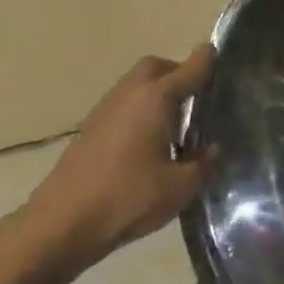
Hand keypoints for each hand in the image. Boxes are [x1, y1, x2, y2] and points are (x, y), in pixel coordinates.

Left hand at [23, 46, 215, 272]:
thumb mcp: (181, 186)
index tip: (224, 57)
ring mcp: (104, 113)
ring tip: (178, 123)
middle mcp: (129, 96)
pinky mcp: (89, 132)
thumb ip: (205, 163)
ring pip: (136, 86)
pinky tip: (152, 143)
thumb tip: (212, 150)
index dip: (209, 60)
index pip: (190, 68)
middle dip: (178, 72)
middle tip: (199, 95)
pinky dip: (141, 112)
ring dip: (158, 93)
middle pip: (155, 67)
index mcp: (155, 99)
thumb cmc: (127, 199)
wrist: (59, 226)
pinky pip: (123, 106)